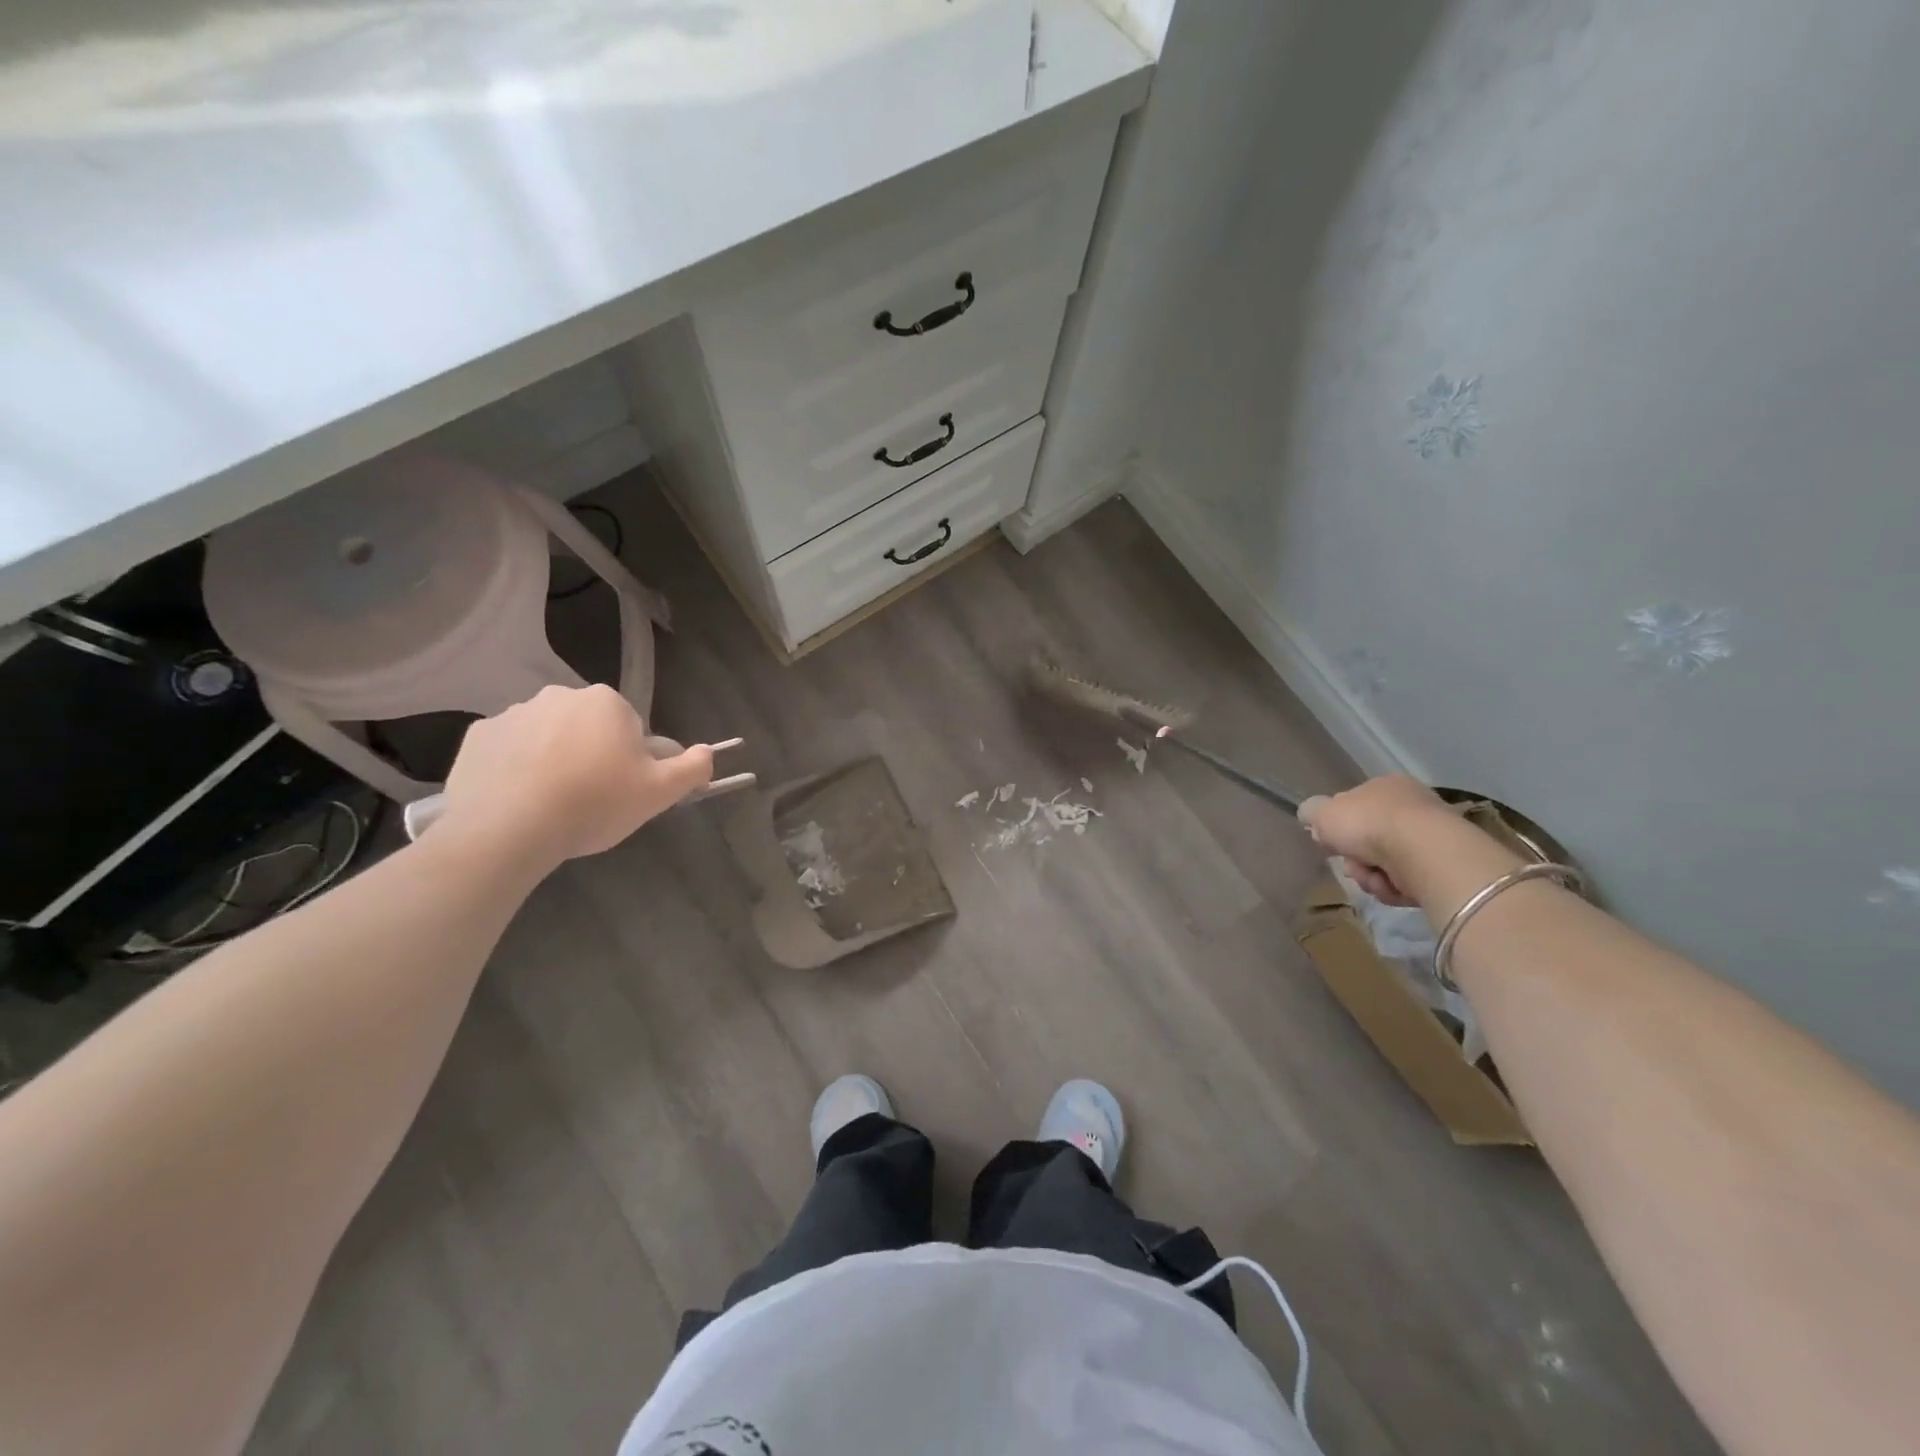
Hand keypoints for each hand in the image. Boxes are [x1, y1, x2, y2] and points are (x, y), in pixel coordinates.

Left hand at [433, 685, 714, 869]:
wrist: (508, 829)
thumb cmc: (595, 803)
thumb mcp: (660, 792)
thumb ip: (693, 768)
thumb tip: (708, 752)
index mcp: (606, 702)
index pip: (631, 729)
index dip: (632, 762)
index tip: (623, 791)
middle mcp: (559, 695)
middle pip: (588, 729)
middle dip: (592, 756)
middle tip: (591, 800)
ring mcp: (512, 714)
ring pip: (547, 738)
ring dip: (554, 761)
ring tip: (552, 805)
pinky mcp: (476, 738)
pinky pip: (508, 751)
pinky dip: (515, 770)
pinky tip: (518, 802)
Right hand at [1296, 776, 1458, 906]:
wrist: (1422, 851)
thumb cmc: (1368, 823)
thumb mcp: (1322, 812)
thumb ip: (1312, 812)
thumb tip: (1311, 817)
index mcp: (1385, 786)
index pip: (1356, 806)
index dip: (1339, 827)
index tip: (1330, 843)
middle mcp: (1411, 807)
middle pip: (1369, 840)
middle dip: (1355, 859)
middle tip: (1351, 866)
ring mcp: (1431, 837)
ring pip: (1385, 863)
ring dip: (1371, 876)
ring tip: (1374, 879)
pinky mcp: (1444, 866)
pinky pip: (1407, 881)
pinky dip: (1394, 887)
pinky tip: (1392, 886)